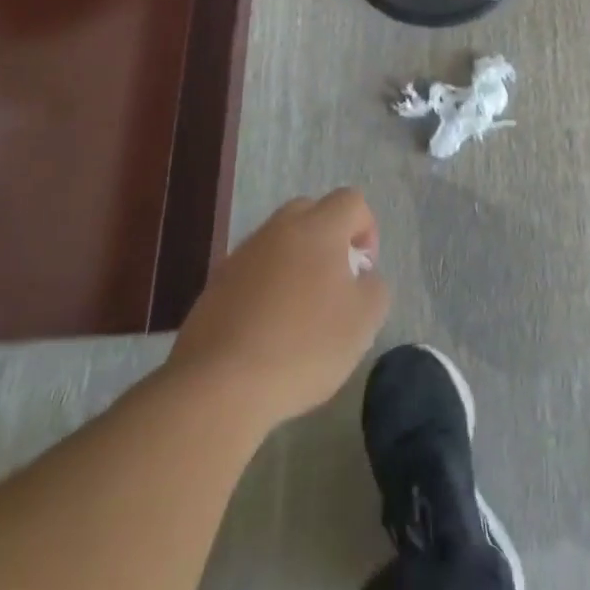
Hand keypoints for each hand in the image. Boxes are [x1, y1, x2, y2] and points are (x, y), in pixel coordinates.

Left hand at [165, 188, 389, 428]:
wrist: (219, 387)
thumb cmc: (304, 346)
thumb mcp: (364, 320)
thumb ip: (374, 287)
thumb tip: (361, 277)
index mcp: (317, 228)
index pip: (350, 201)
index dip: (365, 229)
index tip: (363, 272)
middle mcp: (278, 230)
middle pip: (310, 212)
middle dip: (328, 239)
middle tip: (334, 284)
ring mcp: (241, 255)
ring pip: (278, 242)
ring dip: (294, 264)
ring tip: (299, 314)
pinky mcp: (214, 286)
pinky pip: (252, 273)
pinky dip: (266, 289)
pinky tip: (268, 332)